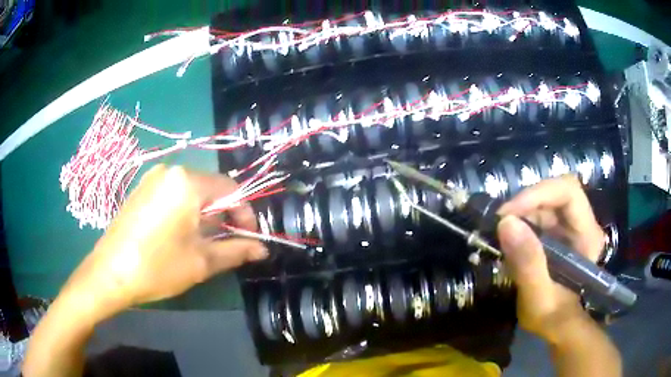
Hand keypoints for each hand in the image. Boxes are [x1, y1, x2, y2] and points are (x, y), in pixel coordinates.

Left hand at [61, 165, 267, 319]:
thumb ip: (236, 251)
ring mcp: (153, 177)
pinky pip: (173, 193)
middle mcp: (171, 170)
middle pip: (211, 188)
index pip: (232, 189)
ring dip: (205, 214)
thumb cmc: (158, 267)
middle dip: (224, 215)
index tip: (249, 238)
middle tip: (226, 243)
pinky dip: (185, 210)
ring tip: (203, 241)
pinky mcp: (141, 188)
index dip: (246, 214)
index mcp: (188, 182)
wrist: (110, 273)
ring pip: (192, 191)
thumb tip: (262, 249)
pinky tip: (179, 234)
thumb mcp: (201, 262)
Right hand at [497, 174, 604, 343]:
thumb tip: (506, 223)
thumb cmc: (552, 316)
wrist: (557, 325)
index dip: (538, 193)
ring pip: (545, 201)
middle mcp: (582, 222)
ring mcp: (570, 226)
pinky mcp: (559, 232)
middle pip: (555, 192)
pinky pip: (539, 214)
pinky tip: (510, 240)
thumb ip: (528, 264)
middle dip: (526, 203)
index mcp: (587, 234)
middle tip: (500, 223)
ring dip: (521, 212)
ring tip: (502, 234)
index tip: (508, 213)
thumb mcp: (538, 297)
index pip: (568, 192)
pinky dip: (521, 222)